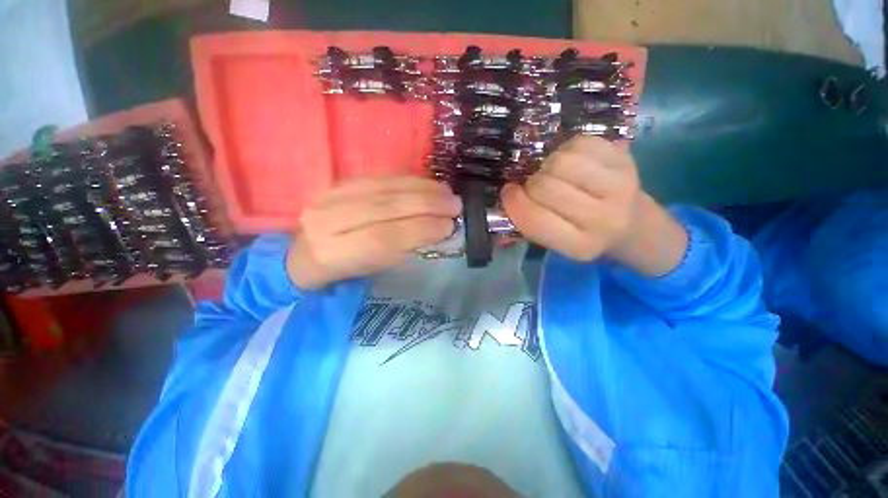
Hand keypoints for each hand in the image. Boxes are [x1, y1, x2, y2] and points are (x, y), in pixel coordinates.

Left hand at [287, 176, 460, 288]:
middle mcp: (326, 221)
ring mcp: (328, 196)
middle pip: (384, 207)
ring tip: (447, 193)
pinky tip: (428, 183)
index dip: (419, 230)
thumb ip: (399, 250)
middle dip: (426, 205)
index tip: (448, 227)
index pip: (383, 238)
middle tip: (455, 205)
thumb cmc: (342, 270)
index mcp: (333, 254)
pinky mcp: (337, 183)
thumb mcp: (370, 270)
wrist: (303, 253)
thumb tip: (434, 231)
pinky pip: (379, 177)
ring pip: (383, 188)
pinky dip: (408, 180)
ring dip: (421, 189)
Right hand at [501, 136, 686, 275]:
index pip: (534, 219)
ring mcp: (619, 186)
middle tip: (535, 187)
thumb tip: (506, 197)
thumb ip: (529, 224)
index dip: (513, 203)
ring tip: (553, 174)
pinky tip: (572, 162)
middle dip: (530, 184)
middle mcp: (603, 219)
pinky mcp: (626, 160)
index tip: (508, 192)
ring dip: (547, 165)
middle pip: (544, 186)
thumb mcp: (555, 242)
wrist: (633, 224)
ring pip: (561, 161)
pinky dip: (566, 149)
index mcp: (580, 246)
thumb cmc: (583, 234)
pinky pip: (580, 143)